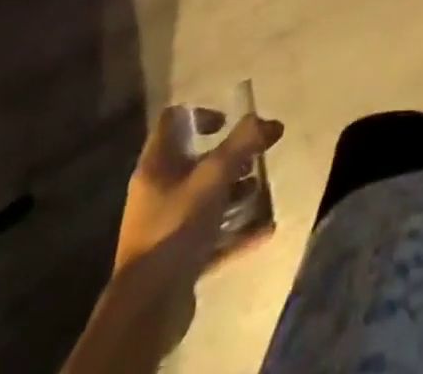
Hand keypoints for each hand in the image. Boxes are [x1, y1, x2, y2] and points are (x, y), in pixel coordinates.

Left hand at [114, 105, 283, 277]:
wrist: (148, 308)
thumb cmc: (177, 225)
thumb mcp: (215, 175)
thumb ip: (245, 143)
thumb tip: (273, 122)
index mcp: (157, 164)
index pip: (174, 120)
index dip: (201, 114)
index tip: (228, 123)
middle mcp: (158, 191)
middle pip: (196, 162)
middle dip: (230, 160)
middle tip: (255, 161)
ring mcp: (167, 227)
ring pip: (206, 200)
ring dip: (236, 194)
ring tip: (262, 193)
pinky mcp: (178, 258)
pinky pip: (211, 236)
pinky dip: (237, 231)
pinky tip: (265, 230)